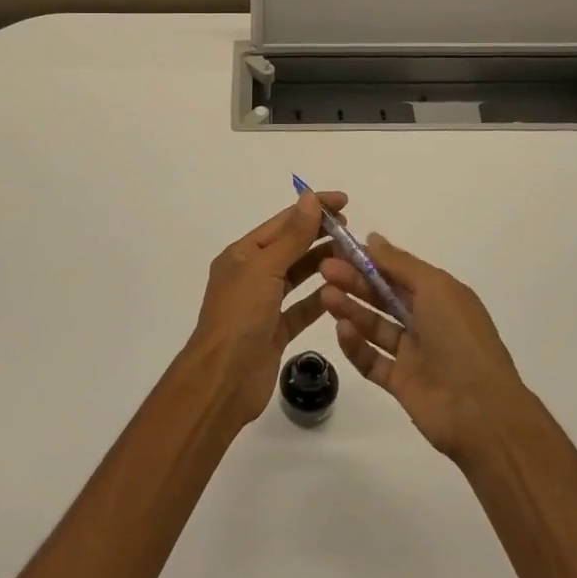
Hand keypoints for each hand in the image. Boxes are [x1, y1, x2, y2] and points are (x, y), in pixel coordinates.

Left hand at [185, 190, 347, 427]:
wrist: (223, 380)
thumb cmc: (240, 317)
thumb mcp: (265, 269)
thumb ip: (292, 236)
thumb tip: (308, 197)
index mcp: (242, 255)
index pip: (282, 223)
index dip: (312, 209)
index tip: (343, 201)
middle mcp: (251, 275)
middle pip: (290, 248)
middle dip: (319, 236)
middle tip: (353, 231)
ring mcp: (263, 305)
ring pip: (297, 277)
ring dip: (322, 265)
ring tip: (354, 257)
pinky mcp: (275, 331)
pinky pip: (301, 309)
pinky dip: (320, 300)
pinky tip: (343, 292)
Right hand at [318, 235, 527, 461]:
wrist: (481, 410)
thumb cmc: (460, 337)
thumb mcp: (434, 288)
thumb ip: (400, 263)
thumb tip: (372, 238)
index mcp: (439, 296)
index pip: (397, 272)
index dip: (369, 260)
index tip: (338, 249)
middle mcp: (426, 321)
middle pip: (383, 297)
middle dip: (354, 282)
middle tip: (324, 270)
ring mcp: (413, 354)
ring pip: (375, 326)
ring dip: (351, 310)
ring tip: (325, 297)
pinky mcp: (400, 382)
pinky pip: (372, 360)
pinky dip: (356, 346)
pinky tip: (342, 330)